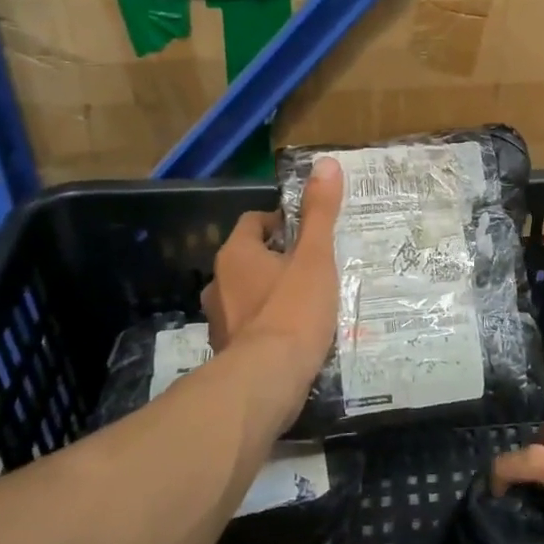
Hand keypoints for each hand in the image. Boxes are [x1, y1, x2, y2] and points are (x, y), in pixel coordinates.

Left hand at [202, 158, 343, 379]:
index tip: (310, 236)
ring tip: (308, 303)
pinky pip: (250, 326)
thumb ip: (320, 212)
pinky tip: (295, 336)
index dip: (282, 223)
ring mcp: (219, 320)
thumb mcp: (314, 256)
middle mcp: (218, 282)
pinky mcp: (227, 352)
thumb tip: (326, 163)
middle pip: (250, 259)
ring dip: (272, 294)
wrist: (267, 380)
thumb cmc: (293, 310)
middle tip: (314, 268)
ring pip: (248, 294)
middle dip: (278, 261)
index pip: (254, 222)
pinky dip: (268, 325)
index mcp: (235, 254)